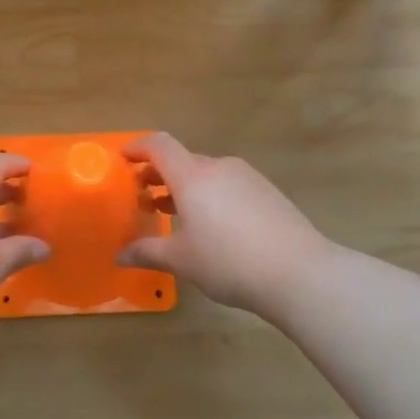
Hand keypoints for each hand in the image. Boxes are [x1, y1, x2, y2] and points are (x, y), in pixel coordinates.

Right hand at [117, 133, 331, 318]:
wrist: (300, 273)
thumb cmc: (228, 262)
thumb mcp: (181, 260)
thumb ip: (147, 252)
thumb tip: (119, 256)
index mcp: (193, 176)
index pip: (159, 146)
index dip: (138, 148)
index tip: (123, 159)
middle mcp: (219, 167)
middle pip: (183, 160)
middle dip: (159, 175)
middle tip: (143, 197)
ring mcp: (247, 178)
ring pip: (206, 174)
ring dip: (185, 188)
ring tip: (172, 213)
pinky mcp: (267, 192)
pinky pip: (228, 186)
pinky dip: (209, 196)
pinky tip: (210, 226)